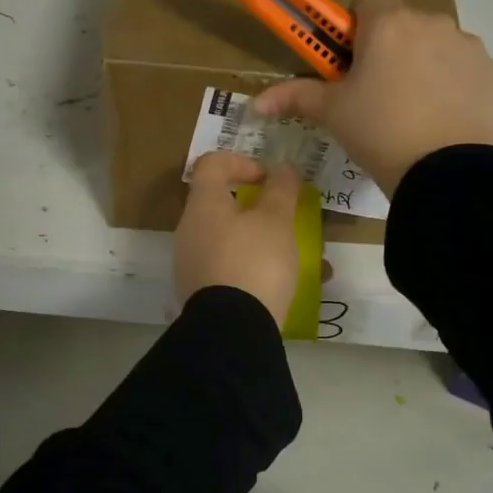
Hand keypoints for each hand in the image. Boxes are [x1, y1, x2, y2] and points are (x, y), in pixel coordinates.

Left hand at [174, 152, 303, 327]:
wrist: (232, 330)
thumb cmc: (255, 262)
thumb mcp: (277, 221)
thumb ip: (281, 190)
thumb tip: (281, 168)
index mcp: (203, 206)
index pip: (212, 165)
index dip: (241, 162)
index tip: (268, 179)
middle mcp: (190, 231)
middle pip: (222, 206)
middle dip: (260, 210)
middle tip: (288, 220)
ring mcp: (192, 264)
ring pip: (231, 241)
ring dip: (265, 243)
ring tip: (302, 259)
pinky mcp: (200, 294)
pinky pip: (231, 270)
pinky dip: (257, 269)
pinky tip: (289, 286)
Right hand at [251, 0, 492, 193]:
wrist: (442, 173)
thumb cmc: (377, 132)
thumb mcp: (331, 114)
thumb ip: (294, 97)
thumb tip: (254, 104)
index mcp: (388, 24)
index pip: (367, 1)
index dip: (355, 28)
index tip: (350, 62)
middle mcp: (432, 22)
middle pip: (403, 24)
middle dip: (390, 49)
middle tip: (377, 94)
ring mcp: (469, 46)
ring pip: (437, 45)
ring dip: (424, 65)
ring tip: (414, 111)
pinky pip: (466, 70)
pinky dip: (454, 86)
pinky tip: (443, 118)